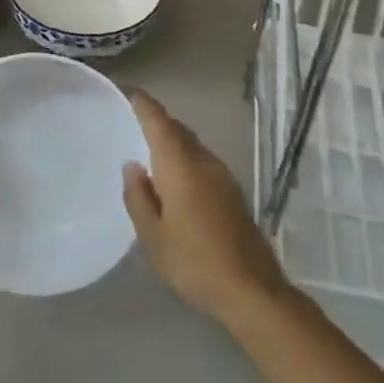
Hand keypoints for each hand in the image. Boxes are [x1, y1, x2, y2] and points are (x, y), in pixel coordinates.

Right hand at [122, 90, 289, 326]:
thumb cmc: (194, 262)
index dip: (145, 105)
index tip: (130, 92)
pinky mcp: (233, 193)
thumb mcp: (153, 236)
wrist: (252, 290)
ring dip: (173, 140)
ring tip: (150, 147)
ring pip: (193, 145)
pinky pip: (202, 161)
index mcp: (181, 167)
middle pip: (179, 130)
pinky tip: (175, 176)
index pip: (160, 124)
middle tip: (135, 119)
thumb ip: (139, 197)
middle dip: (158, 120)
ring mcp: (223, 177)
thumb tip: (133, 166)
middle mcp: (204, 162)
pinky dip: (185, 157)